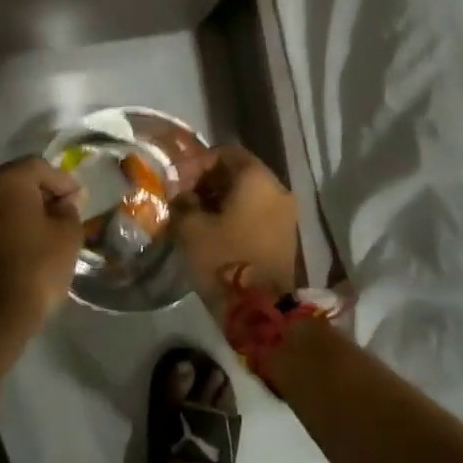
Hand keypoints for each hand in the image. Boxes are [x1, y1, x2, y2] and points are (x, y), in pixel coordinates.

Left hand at [0, 157, 83, 338]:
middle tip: (67, 209)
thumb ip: (69, 209)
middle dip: (44, 191)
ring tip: (51, 227)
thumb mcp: (67, 235)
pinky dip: (12, 221)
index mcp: (7, 180)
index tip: (80, 199)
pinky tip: (30, 239)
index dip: (63, 181)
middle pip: (18, 178)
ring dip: (27, 207)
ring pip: (4, 198)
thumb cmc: (37, 267)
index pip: (40, 167)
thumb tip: (62, 202)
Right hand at [170, 144, 298, 308]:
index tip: (177, 181)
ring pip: (248, 194)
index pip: (225, 152)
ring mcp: (285, 215)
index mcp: (257, 179)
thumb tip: (181, 195)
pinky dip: (234, 215)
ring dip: (220, 199)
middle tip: (182, 198)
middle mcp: (277, 190)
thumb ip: (182, 202)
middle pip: (239, 172)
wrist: (261, 310)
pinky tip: (212, 231)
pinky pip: (256, 213)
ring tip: (194, 216)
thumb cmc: (224, 258)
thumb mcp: (191, 228)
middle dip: (207, 181)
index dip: (197, 162)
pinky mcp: (284, 236)